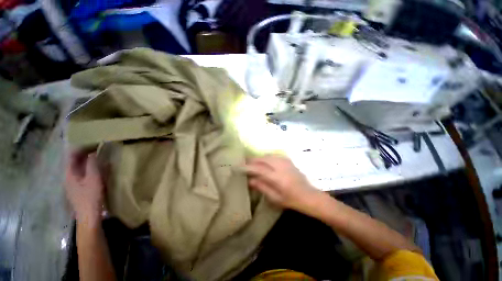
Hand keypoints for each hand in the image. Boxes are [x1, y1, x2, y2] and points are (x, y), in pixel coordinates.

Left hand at [65, 150, 104, 226]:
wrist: (89, 216)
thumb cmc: (90, 197)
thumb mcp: (94, 179)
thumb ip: (92, 165)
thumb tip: (93, 152)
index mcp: (69, 174)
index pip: (71, 155)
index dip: (81, 147)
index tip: (94, 142)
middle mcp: (68, 177)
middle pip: (74, 161)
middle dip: (85, 153)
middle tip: (98, 148)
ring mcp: (73, 184)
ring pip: (79, 168)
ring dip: (88, 161)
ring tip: (99, 156)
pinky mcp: (78, 189)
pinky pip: (83, 174)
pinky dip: (89, 168)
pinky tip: (98, 169)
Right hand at [244, 155, 321, 212]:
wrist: (309, 195)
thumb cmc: (292, 200)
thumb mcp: (275, 198)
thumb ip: (262, 187)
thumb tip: (250, 180)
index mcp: (277, 178)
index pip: (259, 169)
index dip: (248, 167)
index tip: (239, 167)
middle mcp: (281, 166)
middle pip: (263, 159)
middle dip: (252, 160)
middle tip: (244, 163)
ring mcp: (285, 162)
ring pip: (268, 156)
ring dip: (259, 158)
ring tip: (252, 163)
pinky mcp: (288, 160)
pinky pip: (273, 156)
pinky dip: (266, 158)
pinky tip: (264, 162)